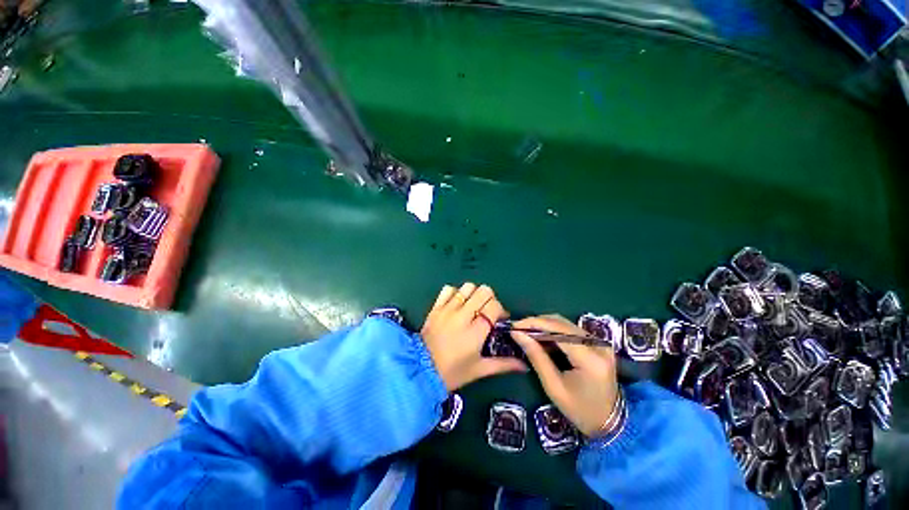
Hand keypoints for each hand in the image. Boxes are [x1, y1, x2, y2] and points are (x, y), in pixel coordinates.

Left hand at [421, 283, 527, 391]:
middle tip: (486, 312)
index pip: (494, 306)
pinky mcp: (436, 307)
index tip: (499, 320)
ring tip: (472, 307)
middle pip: (484, 291)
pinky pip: (448, 289)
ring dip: (474, 294)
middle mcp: (463, 315)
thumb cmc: (453, 372)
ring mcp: (448, 309)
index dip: (501, 310)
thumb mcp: (479, 370)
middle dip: (490, 299)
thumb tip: (525, 366)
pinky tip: (456, 304)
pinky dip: (455, 293)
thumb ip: (503, 364)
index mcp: (476, 331)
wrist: (420, 370)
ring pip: (467, 287)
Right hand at [510, 315, 619, 436]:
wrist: (610, 423)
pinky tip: (542, 337)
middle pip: (561, 323)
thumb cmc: (580, 410)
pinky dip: (554, 330)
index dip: (534, 323)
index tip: (514, 325)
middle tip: (518, 329)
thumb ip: (536, 356)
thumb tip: (517, 334)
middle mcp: (598, 345)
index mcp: (590, 358)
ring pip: (565, 323)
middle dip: (537, 323)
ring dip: (544, 325)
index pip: (558, 330)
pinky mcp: (598, 343)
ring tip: (527, 333)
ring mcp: (600, 342)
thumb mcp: (553, 386)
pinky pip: (571, 330)